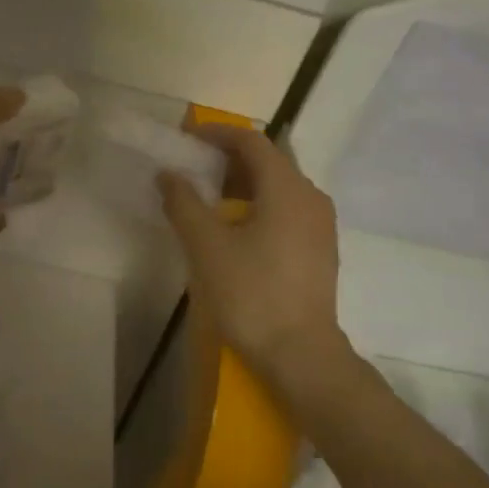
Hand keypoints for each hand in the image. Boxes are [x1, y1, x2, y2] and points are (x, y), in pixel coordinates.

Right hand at [157, 126, 349, 386]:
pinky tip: (235, 229)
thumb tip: (168, 174)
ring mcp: (320, 225)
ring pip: (279, 187)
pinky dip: (259, 205)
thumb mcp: (207, 247)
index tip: (187, 138)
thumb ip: (184, 203)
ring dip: (243, 184)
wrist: (300, 354)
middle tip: (193, 168)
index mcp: (287, 188)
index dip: (217, 134)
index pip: (252, 142)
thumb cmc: (251, 294)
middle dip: (228, 159)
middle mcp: (311, 197)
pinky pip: (287, 210)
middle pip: (269, 161)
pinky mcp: (320, 249)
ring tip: (208, 199)